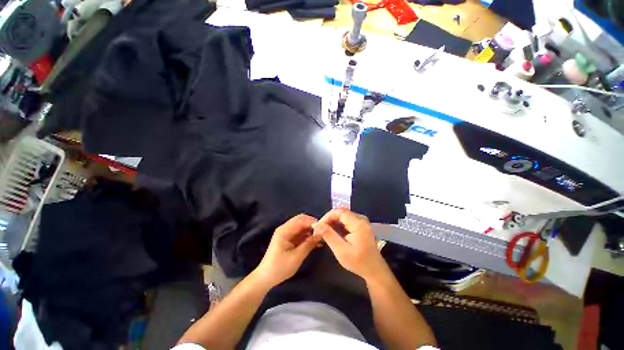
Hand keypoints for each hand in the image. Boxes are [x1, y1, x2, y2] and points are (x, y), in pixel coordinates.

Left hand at [253, 214, 321, 287]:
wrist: (266, 278)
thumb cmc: (280, 268)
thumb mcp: (296, 257)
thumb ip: (309, 244)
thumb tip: (321, 234)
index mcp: (284, 231)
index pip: (301, 220)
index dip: (313, 222)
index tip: (324, 228)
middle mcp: (285, 228)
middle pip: (301, 220)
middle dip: (313, 224)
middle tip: (324, 232)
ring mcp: (287, 233)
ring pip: (302, 225)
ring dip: (311, 229)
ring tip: (322, 237)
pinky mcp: (289, 238)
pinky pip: (301, 232)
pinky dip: (308, 235)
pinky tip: (316, 241)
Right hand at [312, 209, 387, 280]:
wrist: (375, 270)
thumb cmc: (358, 262)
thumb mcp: (341, 251)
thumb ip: (329, 235)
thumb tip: (316, 225)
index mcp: (358, 224)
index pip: (339, 212)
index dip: (327, 216)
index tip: (319, 226)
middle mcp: (361, 219)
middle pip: (341, 212)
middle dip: (329, 219)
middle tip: (320, 230)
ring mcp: (362, 222)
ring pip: (343, 216)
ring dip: (333, 222)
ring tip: (324, 232)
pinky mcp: (361, 226)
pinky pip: (347, 220)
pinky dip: (338, 225)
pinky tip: (333, 233)